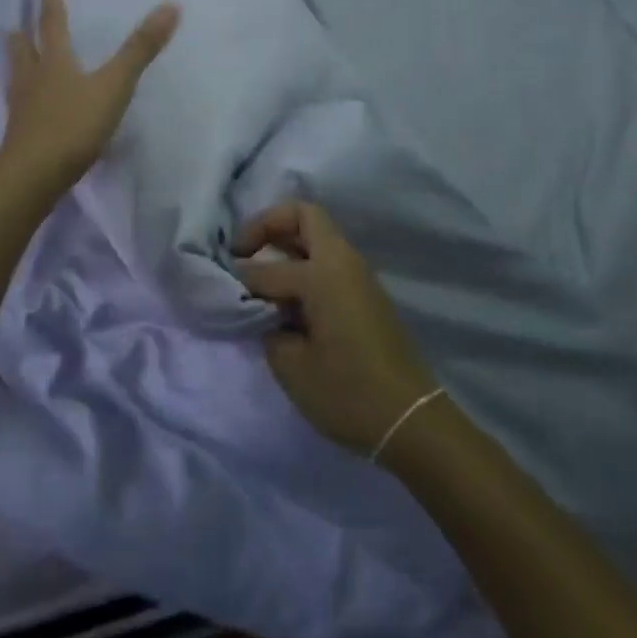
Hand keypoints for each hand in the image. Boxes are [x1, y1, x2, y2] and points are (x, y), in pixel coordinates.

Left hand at [0, 0, 179, 194]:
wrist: (33, 176)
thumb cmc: (73, 125)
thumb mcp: (114, 86)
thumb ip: (140, 50)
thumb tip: (170, 6)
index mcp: (54, 62)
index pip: (52, 25)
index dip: (52, 3)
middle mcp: (32, 79)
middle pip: (23, 51)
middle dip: (22, 36)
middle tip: (14, 25)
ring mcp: (22, 109)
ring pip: (17, 78)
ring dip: (17, 64)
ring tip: (15, 57)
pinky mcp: (19, 136)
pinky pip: (20, 108)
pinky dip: (23, 99)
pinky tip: (27, 108)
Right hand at [235, 201, 439, 457]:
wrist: (411, 422)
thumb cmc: (347, 392)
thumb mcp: (291, 364)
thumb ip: (268, 325)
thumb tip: (263, 308)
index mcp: (323, 273)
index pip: (268, 267)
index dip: (241, 278)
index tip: (225, 290)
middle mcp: (343, 263)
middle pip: (304, 216)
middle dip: (268, 225)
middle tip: (242, 251)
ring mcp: (359, 276)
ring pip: (318, 236)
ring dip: (287, 244)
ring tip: (260, 274)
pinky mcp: (366, 294)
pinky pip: (328, 260)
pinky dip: (303, 263)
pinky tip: (287, 296)